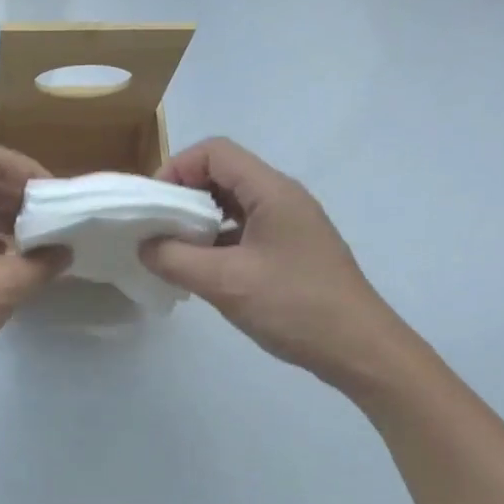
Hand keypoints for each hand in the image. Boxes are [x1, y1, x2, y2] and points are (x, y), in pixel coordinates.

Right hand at [139, 138, 412, 392]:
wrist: (359, 350)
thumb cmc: (294, 307)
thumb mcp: (225, 282)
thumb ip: (174, 259)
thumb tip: (143, 246)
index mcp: (272, 191)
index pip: (215, 152)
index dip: (177, 169)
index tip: (154, 206)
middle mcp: (282, 198)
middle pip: (222, 174)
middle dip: (183, 195)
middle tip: (156, 228)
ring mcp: (289, 225)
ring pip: (232, 204)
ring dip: (198, 221)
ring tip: (172, 251)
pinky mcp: (290, 250)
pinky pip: (244, 230)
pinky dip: (216, 241)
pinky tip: (201, 270)